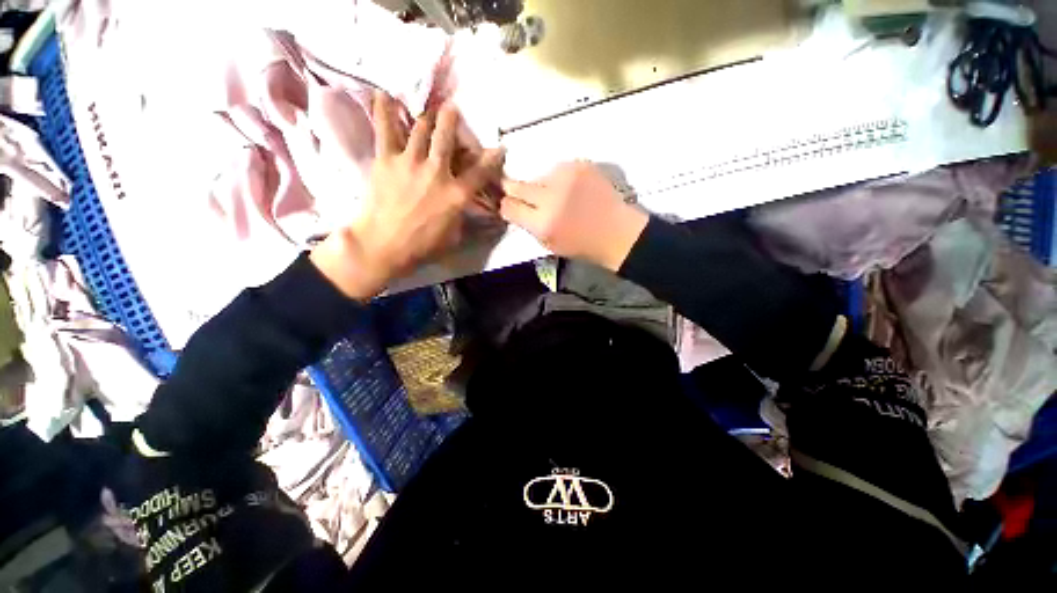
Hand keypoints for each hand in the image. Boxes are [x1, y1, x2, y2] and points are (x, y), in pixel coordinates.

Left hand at [311, 92, 504, 299]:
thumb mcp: (455, 236)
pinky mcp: (386, 160)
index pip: (481, 172)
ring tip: (426, 105)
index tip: (500, 147)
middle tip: (452, 108)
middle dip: (451, 120)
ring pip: (420, 129)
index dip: (492, 159)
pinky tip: (383, 93)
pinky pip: (385, 130)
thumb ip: (463, 217)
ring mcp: (410, 162)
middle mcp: (437, 172)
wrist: (384, 245)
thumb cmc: (423, 246)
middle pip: (447, 138)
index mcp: (456, 195)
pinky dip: (384, 111)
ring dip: (426, 115)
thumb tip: (469, 208)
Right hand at [501, 162, 648, 270]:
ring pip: (537, 176)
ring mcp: (566, 177)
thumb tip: (514, 207)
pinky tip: (570, 190)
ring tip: (556, 196)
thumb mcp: (549, 244)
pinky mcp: (580, 164)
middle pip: (517, 185)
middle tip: (524, 197)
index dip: (507, 207)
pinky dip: (558, 179)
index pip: (509, 206)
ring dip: (540, 186)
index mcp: (543, 223)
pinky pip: (557, 169)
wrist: (617, 231)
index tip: (512, 208)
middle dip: (515, 192)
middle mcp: (551, 197)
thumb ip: (529, 225)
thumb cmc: (582, 245)